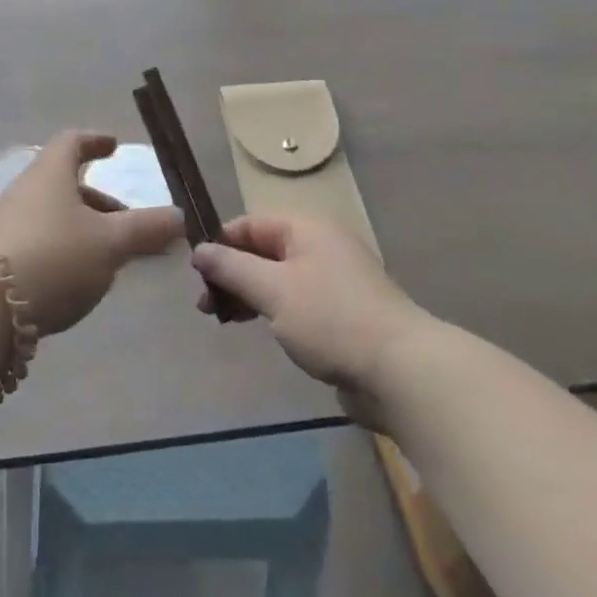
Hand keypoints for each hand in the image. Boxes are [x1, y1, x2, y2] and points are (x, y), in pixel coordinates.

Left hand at [0, 131, 181, 335]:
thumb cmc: (55, 256)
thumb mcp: (110, 243)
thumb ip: (147, 229)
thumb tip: (180, 216)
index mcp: (51, 173)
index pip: (72, 142)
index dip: (95, 141)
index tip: (113, 147)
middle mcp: (26, 191)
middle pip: (64, 183)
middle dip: (98, 200)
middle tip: (126, 220)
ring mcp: (8, 224)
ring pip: (53, 215)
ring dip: (83, 228)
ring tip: (110, 257)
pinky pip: (41, 241)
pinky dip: (65, 249)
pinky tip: (79, 279)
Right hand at [191, 214, 423, 427]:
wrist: (401, 371)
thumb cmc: (331, 319)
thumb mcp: (273, 290)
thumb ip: (232, 268)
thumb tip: (199, 250)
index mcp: (307, 229)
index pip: (251, 224)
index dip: (221, 243)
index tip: (195, 273)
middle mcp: (322, 247)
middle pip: (264, 251)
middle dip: (231, 275)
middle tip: (205, 306)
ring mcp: (335, 281)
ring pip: (279, 279)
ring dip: (249, 295)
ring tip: (225, 321)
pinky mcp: (343, 314)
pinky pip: (297, 302)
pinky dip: (273, 311)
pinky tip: (262, 330)